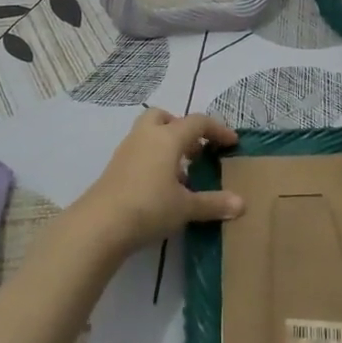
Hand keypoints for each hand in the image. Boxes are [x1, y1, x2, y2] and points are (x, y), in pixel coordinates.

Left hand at [71, 108, 241, 254]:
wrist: (100, 225)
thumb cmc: (149, 207)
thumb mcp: (186, 207)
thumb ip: (214, 203)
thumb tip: (241, 204)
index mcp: (168, 137)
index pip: (198, 122)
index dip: (217, 130)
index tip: (231, 143)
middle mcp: (147, 136)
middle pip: (166, 117)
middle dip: (183, 129)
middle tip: (196, 150)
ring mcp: (127, 149)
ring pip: (149, 133)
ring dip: (167, 145)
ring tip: (181, 174)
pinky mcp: (115, 166)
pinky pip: (140, 151)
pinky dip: (153, 159)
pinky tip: (160, 186)